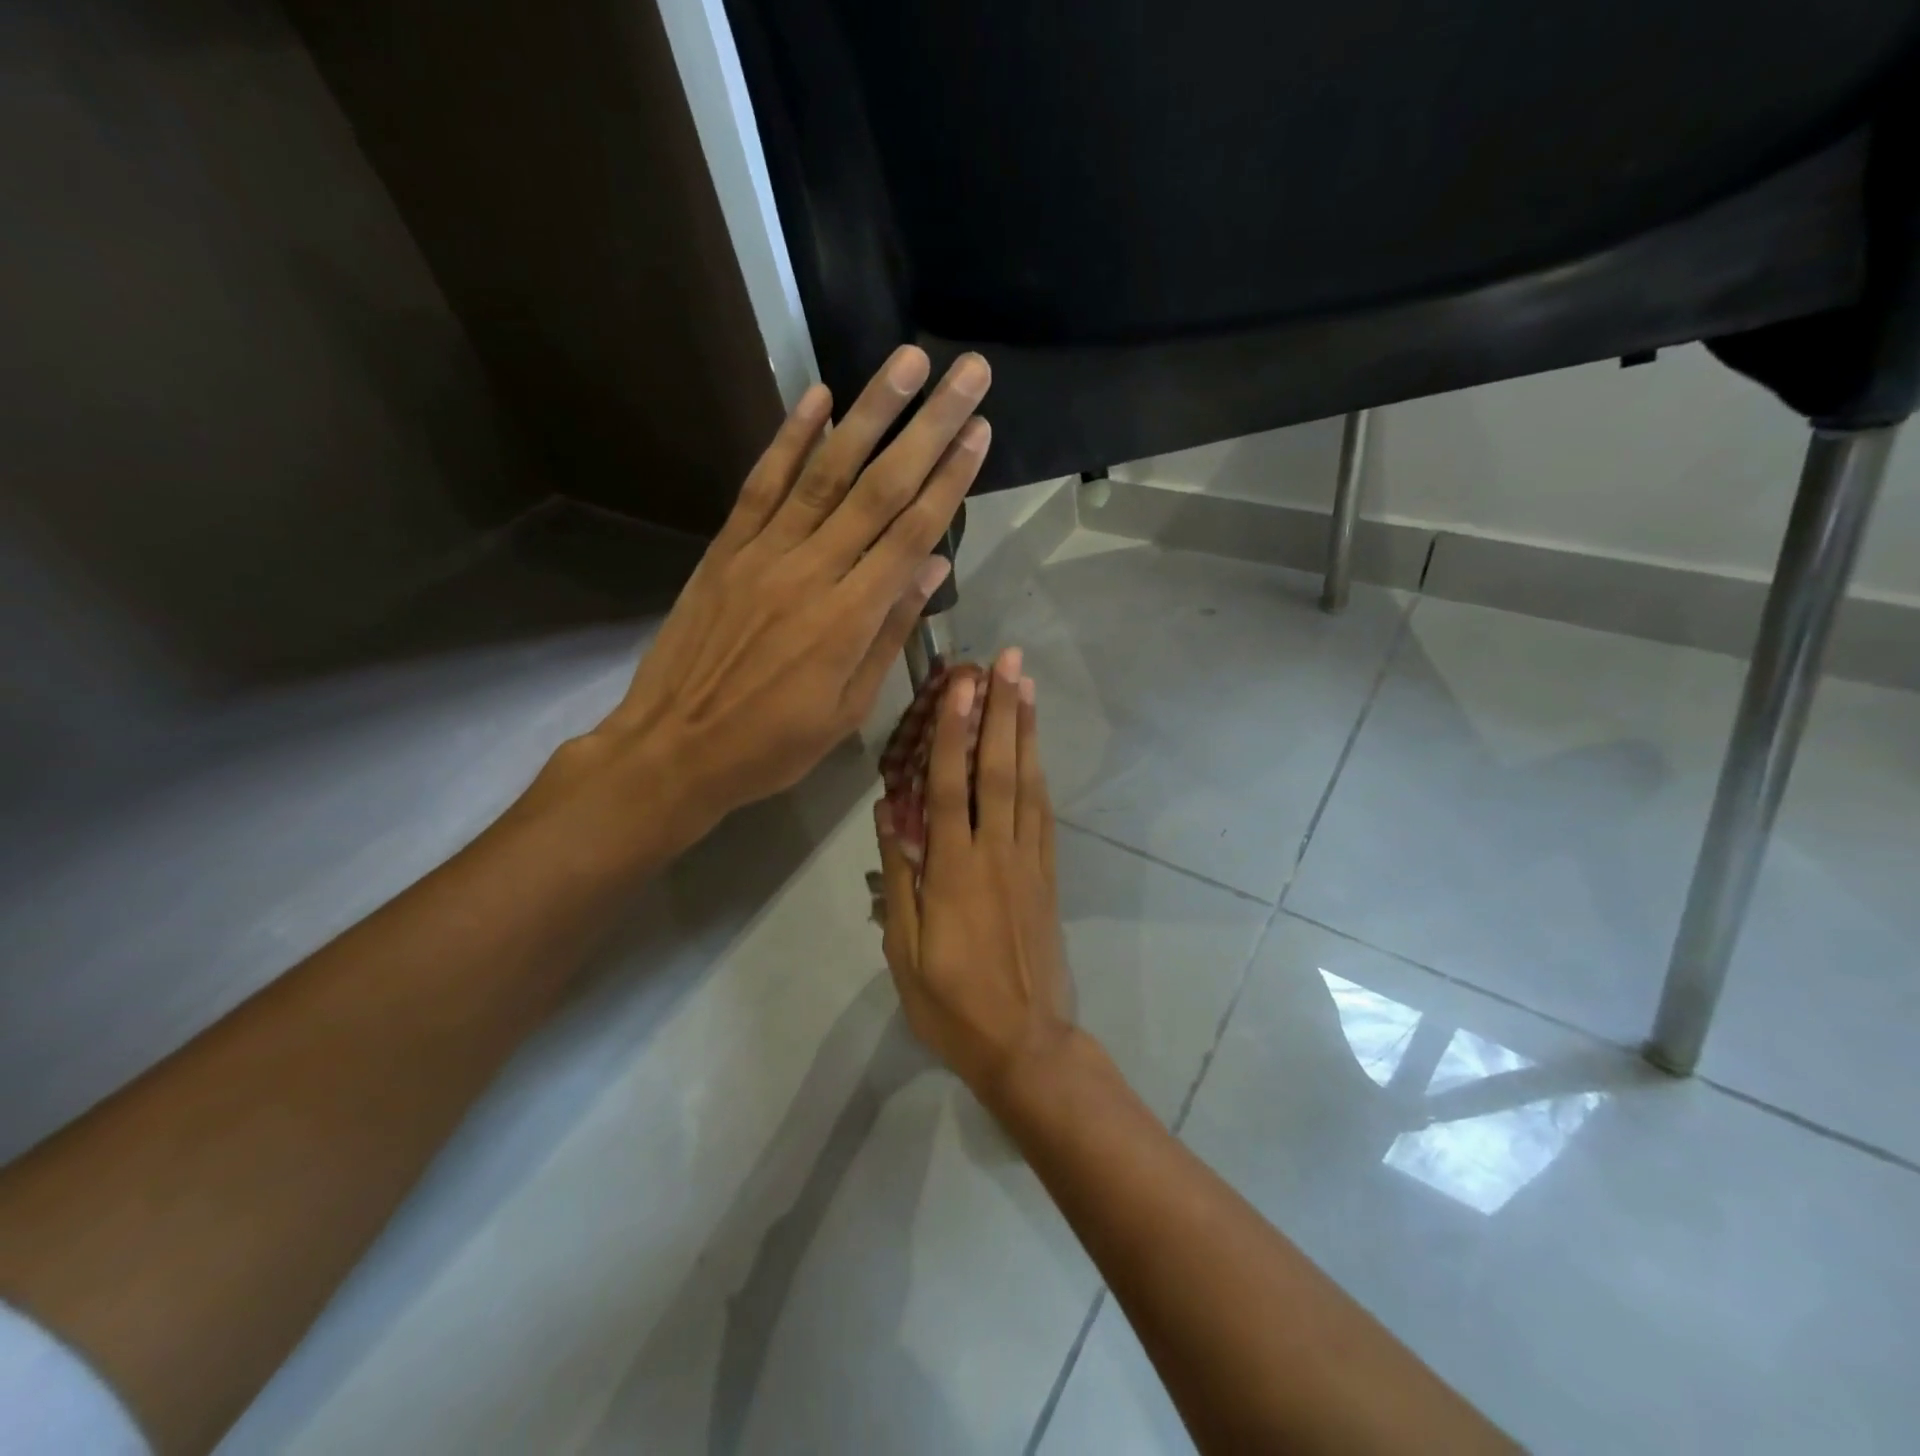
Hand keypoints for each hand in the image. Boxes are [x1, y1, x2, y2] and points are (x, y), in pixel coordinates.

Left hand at [573, 347, 991, 839]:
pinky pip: (762, 484)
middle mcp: (812, 571)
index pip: (913, 533)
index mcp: (850, 619)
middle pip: (880, 488)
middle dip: (929, 426)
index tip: (980, 431)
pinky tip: (818, 397)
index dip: (951, 479)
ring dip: (869, 412)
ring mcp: (764, 554)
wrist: (675, 747)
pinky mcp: (726, 549)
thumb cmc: (772, 744)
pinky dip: (790, 438)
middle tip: (967, 372)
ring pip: (826, 472)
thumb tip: (933, 568)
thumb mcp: (848, 709)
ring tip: (906, 362)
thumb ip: (889, 633)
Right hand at [875, 647, 1076, 1100]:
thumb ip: (900, 882)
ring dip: (1026, 731)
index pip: (951, 785)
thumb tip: (888, 818)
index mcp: (953, 871)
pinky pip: (1045, 814)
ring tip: (1027, 686)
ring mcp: (1030, 862)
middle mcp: (996, 853)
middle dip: (1002, 710)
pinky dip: (1040, 774)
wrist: (1027, 1044)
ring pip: (1028, 784)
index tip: (960, 683)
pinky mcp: (1049, 876)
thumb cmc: (953, 1004)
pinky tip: (1037, 750)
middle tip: (1008, 659)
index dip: (954, 730)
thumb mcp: (905, 954)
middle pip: (999, 769)